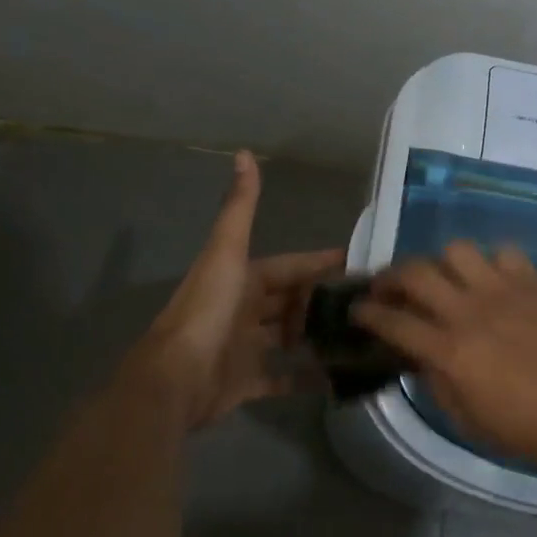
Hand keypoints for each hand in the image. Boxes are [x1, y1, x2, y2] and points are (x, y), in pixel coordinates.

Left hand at [133, 150, 342, 428]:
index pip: (288, 267)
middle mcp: (243, 310)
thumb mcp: (227, 252)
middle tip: (362, 305)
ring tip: (354, 336)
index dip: (318, 262)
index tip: (354, 261)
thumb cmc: (207, 310)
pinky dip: (302, 378)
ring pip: (286, 338)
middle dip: (319, 301)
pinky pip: (280, 378)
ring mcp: (244, 348)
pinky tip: (333, 378)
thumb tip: (243, 152)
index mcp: (242, 279)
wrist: (174, 378)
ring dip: (312, 337)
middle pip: (288, 302)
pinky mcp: (245, 383)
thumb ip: (240, 207)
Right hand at [352, 242, 536, 473]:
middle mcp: (470, 311)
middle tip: (390, 287)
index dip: (367, 313)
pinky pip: (504, 253)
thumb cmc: (528, 429)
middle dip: (392, 275)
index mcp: (450, 351)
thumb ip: (437, 382)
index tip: (357, 310)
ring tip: (447, 280)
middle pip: (416, 272)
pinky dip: (491, 263)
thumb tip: (418, 356)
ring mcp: (503, 291)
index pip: (394, 321)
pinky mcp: (533, 283)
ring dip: (443, 264)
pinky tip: (493, 281)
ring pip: (457, 250)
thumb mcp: (469, 419)